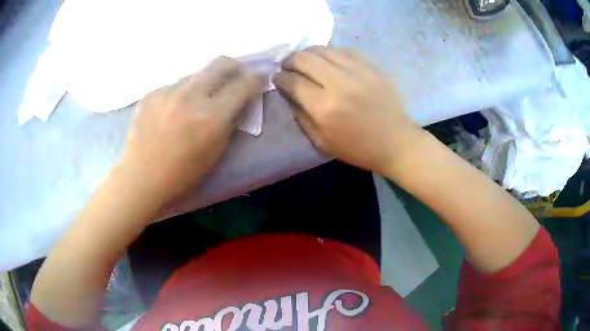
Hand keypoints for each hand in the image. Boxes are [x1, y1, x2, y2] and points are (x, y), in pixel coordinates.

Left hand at [121, 57, 262, 204]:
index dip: (256, 78)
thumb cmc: (181, 174)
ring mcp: (168, 92)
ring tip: (195, 102)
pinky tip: (171, 112)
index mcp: (211, 116)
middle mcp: (190, 96)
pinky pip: (173, 86)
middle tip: (236, 73)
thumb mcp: (215, 153)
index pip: (243, 84)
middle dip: (234, 65)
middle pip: (220, 63)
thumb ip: (231, 122)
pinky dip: (179, 95)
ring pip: (195, 75)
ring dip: (203, 83)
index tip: (259, 76)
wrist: (140, 177)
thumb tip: (239, 101)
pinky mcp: (151, 93)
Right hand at [273, 47, 421, 175]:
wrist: (395, 142)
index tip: (278, 78)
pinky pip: (342, 50)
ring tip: (304, 61)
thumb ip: (300, 115)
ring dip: (307, 53)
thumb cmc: (357, 148)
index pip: (292, 81)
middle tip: (288, 66)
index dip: (280, 77)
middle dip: (289, 60)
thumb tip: (288, 92)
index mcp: (324, 107)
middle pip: (304, 58)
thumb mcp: (321, 142)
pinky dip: (328, 52)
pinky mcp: (370, 66)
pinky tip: (326, 60)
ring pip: (322, 49)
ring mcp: (357, 71)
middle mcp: (338, 83)